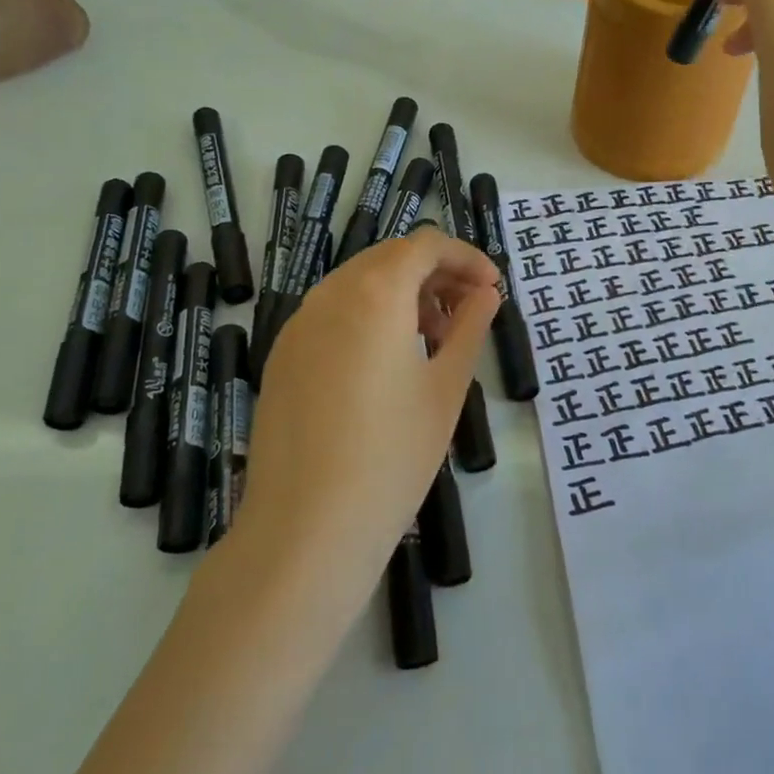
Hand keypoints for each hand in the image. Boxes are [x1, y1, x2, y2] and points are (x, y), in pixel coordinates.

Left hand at [235, 228, 499, 588]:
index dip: (465, 256)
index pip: (425, 244)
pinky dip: (368, 318)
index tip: (492, 288)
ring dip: (402, 295)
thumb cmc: (392, 455)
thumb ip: (469, 328)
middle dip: (435, 274)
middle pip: (389, 258)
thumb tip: (485, 294)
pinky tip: (387, 365)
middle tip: (469, 312)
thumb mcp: (446, 388)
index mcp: (374, 292)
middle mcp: (329, 295)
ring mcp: (297, 326)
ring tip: (433, 341)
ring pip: (358, 284)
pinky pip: (332, 314)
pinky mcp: (281, 358)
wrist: (305, 530)